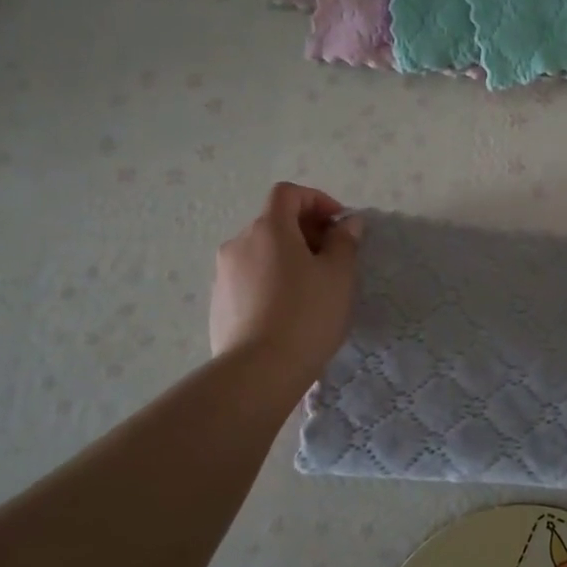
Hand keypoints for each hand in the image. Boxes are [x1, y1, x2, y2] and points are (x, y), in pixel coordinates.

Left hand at [209, 183, 361, 381]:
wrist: (258, 372)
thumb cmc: (306, 315)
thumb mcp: (339, 275)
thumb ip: (345, 242)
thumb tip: (347, 223)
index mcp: (269, 229)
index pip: (288, 193)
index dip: (316, 200)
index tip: (339, 224)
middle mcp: (239, 243)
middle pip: (274, 222)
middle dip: (305, 231)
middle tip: (332, 258)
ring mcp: (224, 274)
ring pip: (261, 251)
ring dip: (287, 257)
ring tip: (312, 288)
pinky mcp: (218, 303)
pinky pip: (250, 278)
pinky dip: (271, 280)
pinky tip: (288, 311)